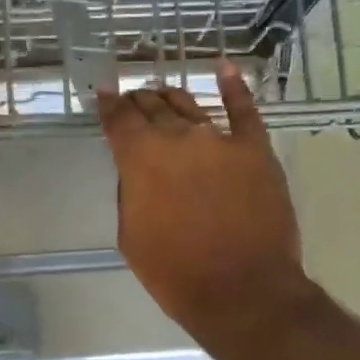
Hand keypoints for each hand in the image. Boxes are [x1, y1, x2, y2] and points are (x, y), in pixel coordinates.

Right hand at [97, 64, 305, 339]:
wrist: (241, 290)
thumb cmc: (175, 272)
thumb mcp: (131, 236)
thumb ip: (131, 192)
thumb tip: (138, 171)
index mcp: (141, 159)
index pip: (118, 120)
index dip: (108, 105)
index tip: (103, 94)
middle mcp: (178, 138)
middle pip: (153, 107)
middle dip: (138, 102)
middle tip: (132, 102)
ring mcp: (221, 139)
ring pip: (190, 106)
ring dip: (171, 98)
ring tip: (162, 94)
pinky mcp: (256, 149)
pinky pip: (245, 109)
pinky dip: (234, 86)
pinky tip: (225, 70)